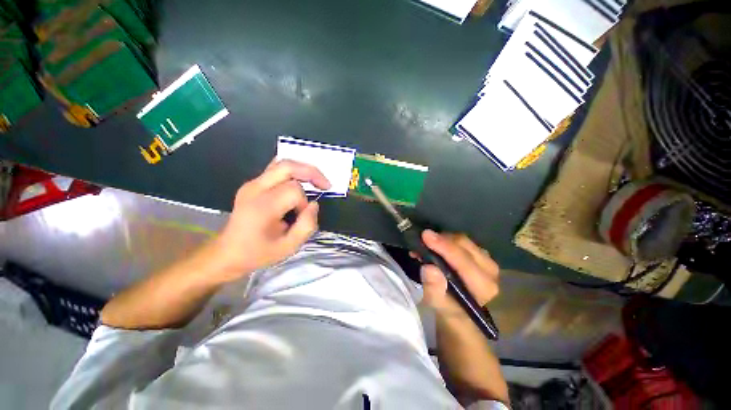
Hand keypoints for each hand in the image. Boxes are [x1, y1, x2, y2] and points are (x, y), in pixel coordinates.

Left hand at [210, 160, 330, 280]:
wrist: (227, 253)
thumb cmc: (258, 253)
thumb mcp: (288, 247)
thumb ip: (307, 225)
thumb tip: (314, 204)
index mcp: (262, 206)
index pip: (294, 190)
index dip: (304, 202)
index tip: (301, 216)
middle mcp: (255, 189)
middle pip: (288, 166)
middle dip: (311, 173)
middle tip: (325, 185)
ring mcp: (252, 183)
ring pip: (282, 163)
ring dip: (303, 170)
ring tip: (316, 182)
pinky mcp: (252, 183)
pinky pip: (276, 168)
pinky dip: (293, 171)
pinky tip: (301, 180)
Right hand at [418, 230, 499, 313]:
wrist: (459, 309)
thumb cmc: (448, 307)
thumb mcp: (436, 303)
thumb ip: (433, 289)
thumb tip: (429, 268)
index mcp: (483, 286)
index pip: (463, 261)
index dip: (444, 247)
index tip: (425, 236)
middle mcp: (490, 270)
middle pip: (464, 244)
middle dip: (441, 240)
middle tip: (422, 240)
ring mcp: (487, 259)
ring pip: (462, 240)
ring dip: (442, 238)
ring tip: (426, 244)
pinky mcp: (481, 253)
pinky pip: (461, 240)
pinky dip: (445, 239)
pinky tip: (434, 245)